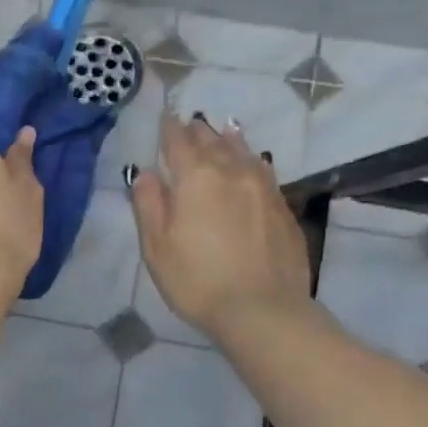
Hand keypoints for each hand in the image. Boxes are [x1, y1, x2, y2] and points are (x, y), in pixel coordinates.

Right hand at [128, 113, 313, 340]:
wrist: (262, 309)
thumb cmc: (197, 280)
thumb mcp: (157, 247)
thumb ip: (148, 204)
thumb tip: (145, 173)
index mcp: (195, 177)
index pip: (178, 141)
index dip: (169, 128)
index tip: (165, 117)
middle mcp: (231, 171)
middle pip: (212, 141)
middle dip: (197, 131)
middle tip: (190, 122)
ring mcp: (262, 186)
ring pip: (242, 150)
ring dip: (227, 139)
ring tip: (222, 129)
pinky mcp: (282, 206)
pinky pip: (263, 169)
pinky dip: (251, 159)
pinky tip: (252, 161)